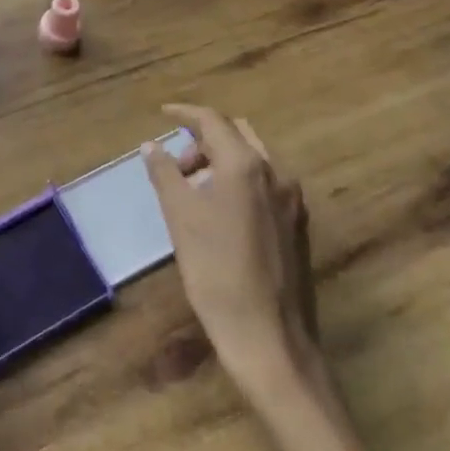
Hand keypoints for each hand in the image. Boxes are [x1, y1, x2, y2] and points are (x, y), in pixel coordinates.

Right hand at [145, 104, 323, 408]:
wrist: (269, 337)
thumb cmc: (216, 271)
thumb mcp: (180, 217)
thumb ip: (165, 173)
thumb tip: (152, 146)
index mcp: (246, 165)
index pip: (213, 121)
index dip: (185, 113)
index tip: (163, 113)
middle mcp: (276, 173)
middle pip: (237, 134)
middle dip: (204, 138)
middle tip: (176, 163)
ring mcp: (292, 200)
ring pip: (253, 159)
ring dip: (222, 159)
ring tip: (193, 189)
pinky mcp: (297, 225)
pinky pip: (265, 183)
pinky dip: (239, 180)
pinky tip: (220, 211)